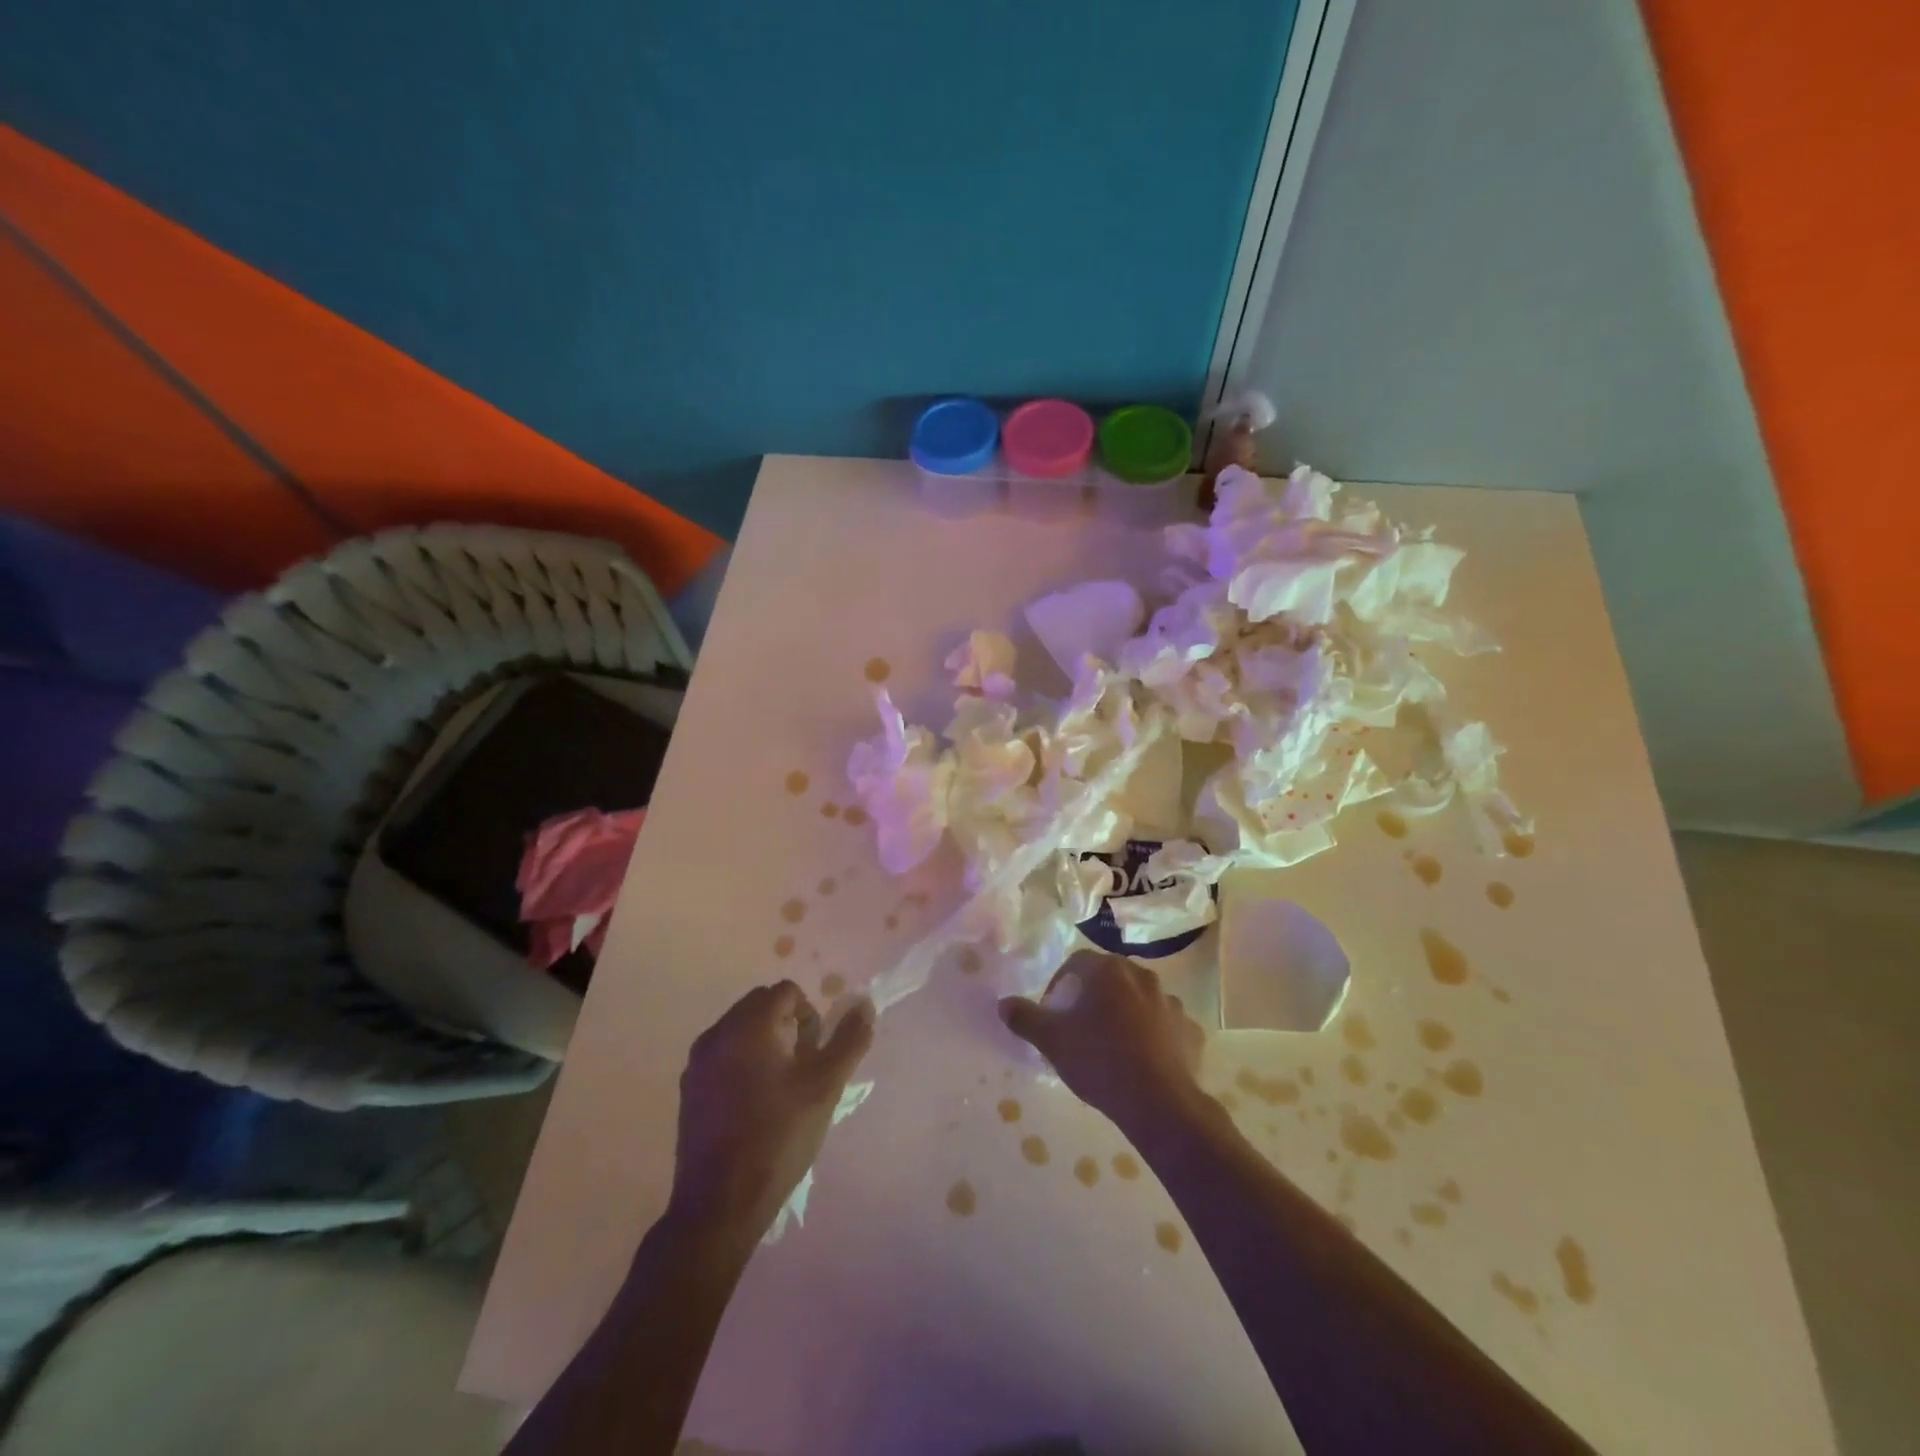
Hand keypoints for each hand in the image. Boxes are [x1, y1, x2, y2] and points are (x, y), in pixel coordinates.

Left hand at [668, 981, 874, 1242]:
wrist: (719, 1206)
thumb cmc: (778, 1138)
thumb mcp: (825, 1087)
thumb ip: (849, 1040)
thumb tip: (866, 1005)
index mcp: (748, 1026)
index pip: (786, 992)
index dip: (810, 1017)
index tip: (815, 1056)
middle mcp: (717, 1034)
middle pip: (761, 1005)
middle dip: (788, 1026)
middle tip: (802, 1069)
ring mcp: (697, 1063)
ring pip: (741, 1030)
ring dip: (766, 1043)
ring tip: (782, 1089)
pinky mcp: (689, 1090)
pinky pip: (724, 1055)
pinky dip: (744, 1063)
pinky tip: (755, 1106)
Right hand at [998, 951, 1204, 1135]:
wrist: (1159, 1103)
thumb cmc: (1099, 1061)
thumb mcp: (1052, 1041)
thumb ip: (1025, 1017)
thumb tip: (1004, 1003)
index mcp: (1108, 970)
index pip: (1077, 963)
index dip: (1060, 984)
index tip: (1053, 1012)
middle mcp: (1142, 976)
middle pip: (1110, 978)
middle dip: (1094, 996)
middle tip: (1081, 1027)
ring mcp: (1172, 1002)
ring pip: (1140, 1000)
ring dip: (1126, 1014)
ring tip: (1113, 1046)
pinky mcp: (1191, 1031)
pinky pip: (1166, 1026)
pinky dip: (1155, 1035)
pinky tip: (1144, 1060)